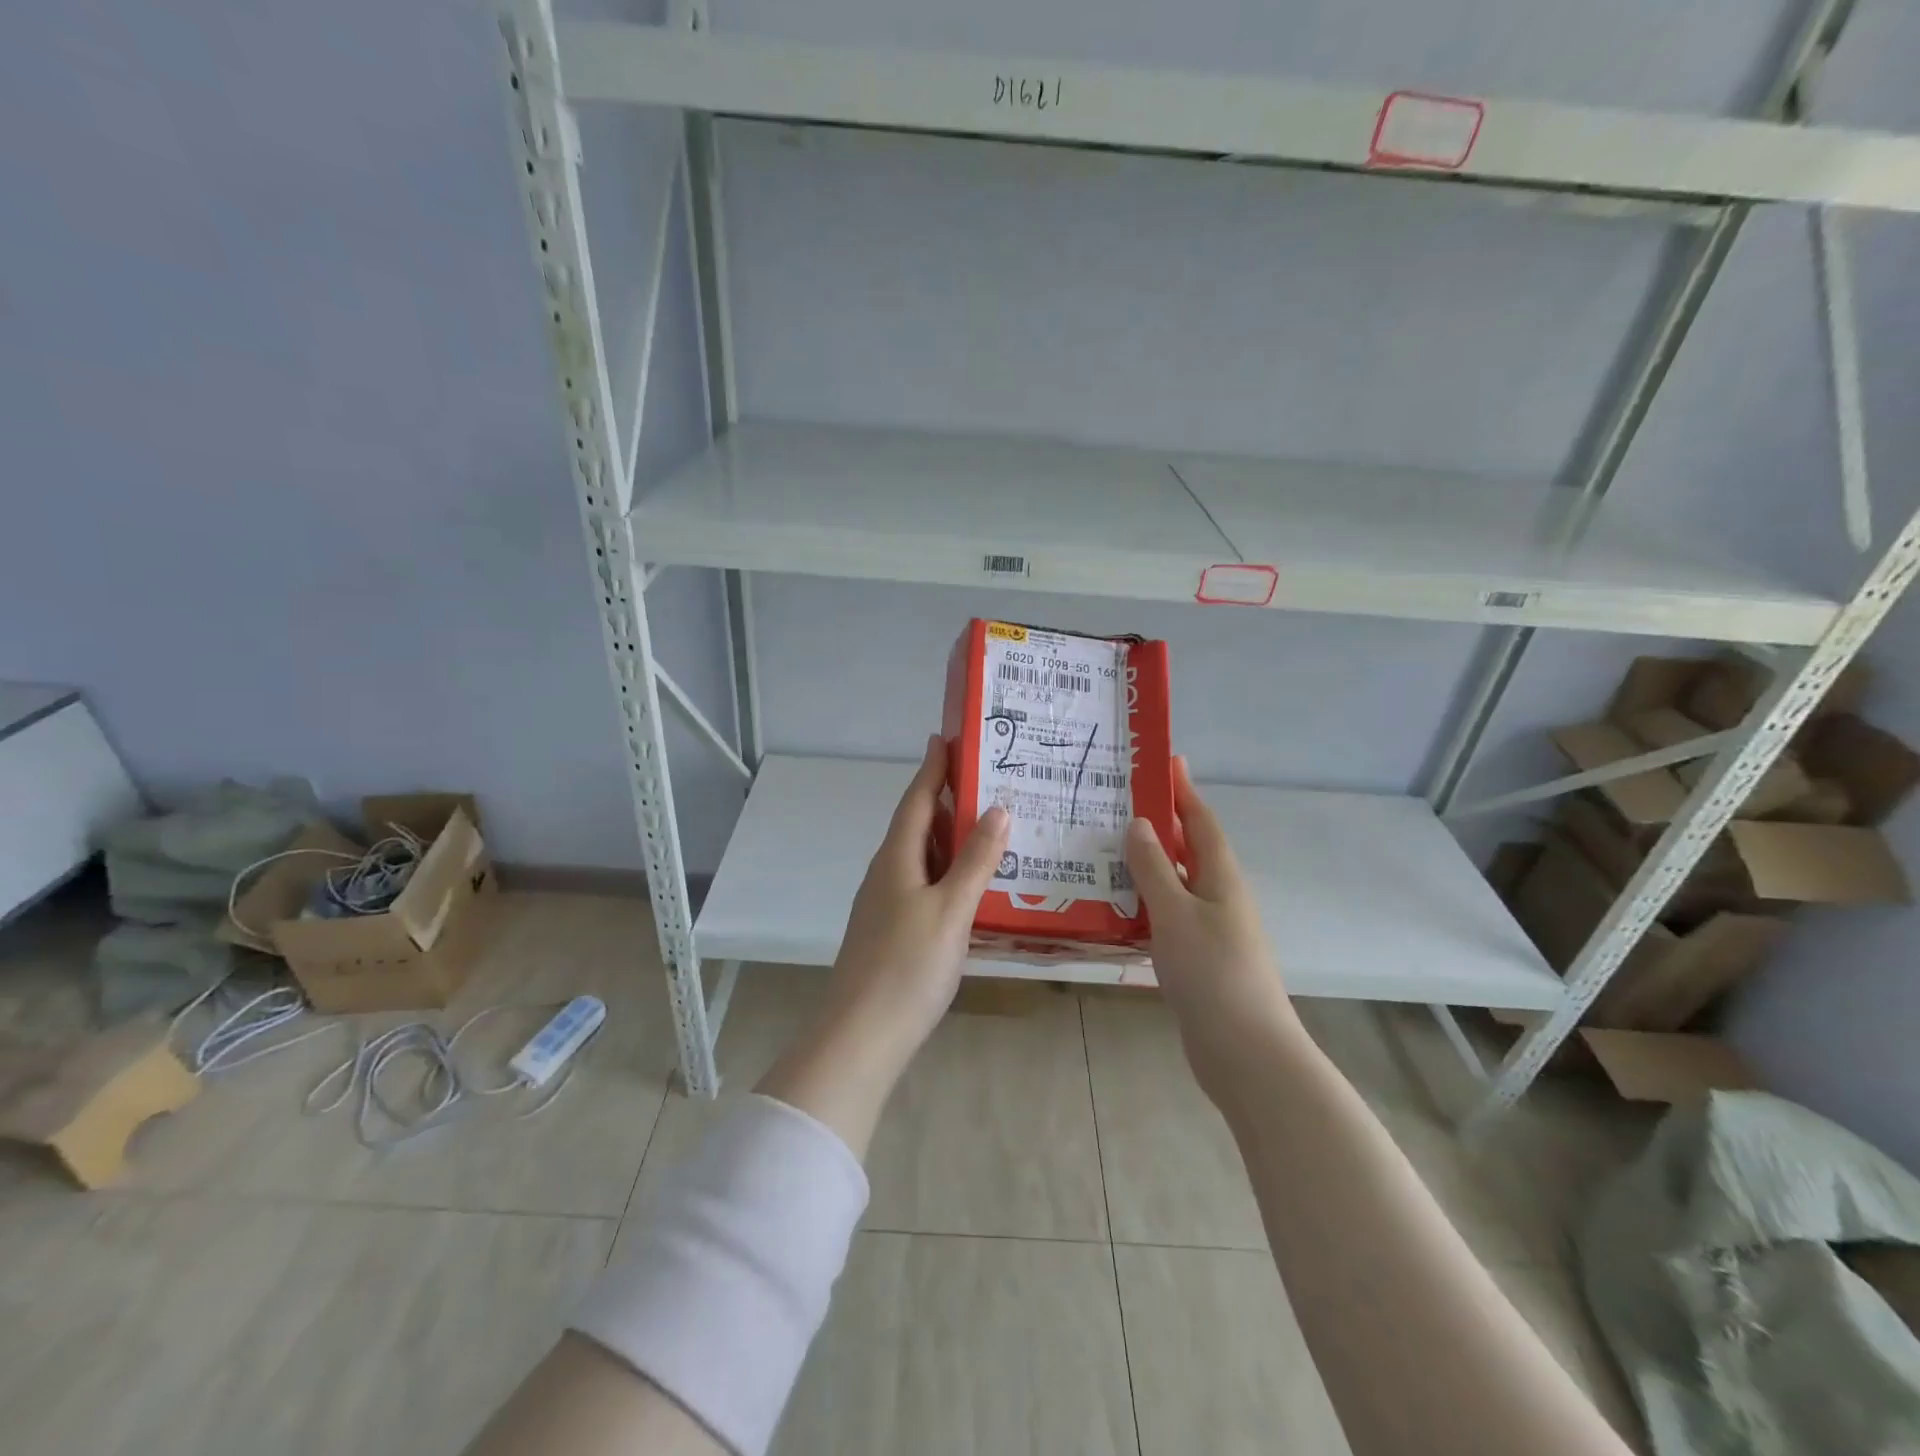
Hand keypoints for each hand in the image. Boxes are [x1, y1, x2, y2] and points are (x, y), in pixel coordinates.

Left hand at [825, 734, 1008, 1063]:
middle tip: (990, 783)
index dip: (933, 768)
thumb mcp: (951, 910)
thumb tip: (998, 808)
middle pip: (918, 825)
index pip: (916, 799)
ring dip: (952, 839)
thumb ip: (975, 860)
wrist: (861, 1037)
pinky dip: (949, 873)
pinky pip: (925, 885)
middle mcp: (887, 873)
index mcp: (897, 858)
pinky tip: (973, 886)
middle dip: (948, 801)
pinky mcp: (892, 931)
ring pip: (923, 858)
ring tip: (991, 829)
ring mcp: (887, 904)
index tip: (947, 737)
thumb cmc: (908, 967)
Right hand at [1125, 758, 1299, 1083]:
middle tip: (1121, 802)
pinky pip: (1169, 914)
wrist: (1245, 1051)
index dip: (1184, 791)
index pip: (1200, 821)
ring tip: (1108, 847)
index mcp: (1221, 877)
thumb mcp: (1175, 912)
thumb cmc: (1211, 973)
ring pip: (1177, 882)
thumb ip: (1154, 867)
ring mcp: (1211, 929)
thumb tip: (1141, 823)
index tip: (1167, 761)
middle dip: (1162, 823)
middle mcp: (1219, 896)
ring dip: (1149, 863)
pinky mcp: (1199, 958)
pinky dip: (1146, 900)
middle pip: (1190, 849)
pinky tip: (1119, 905)